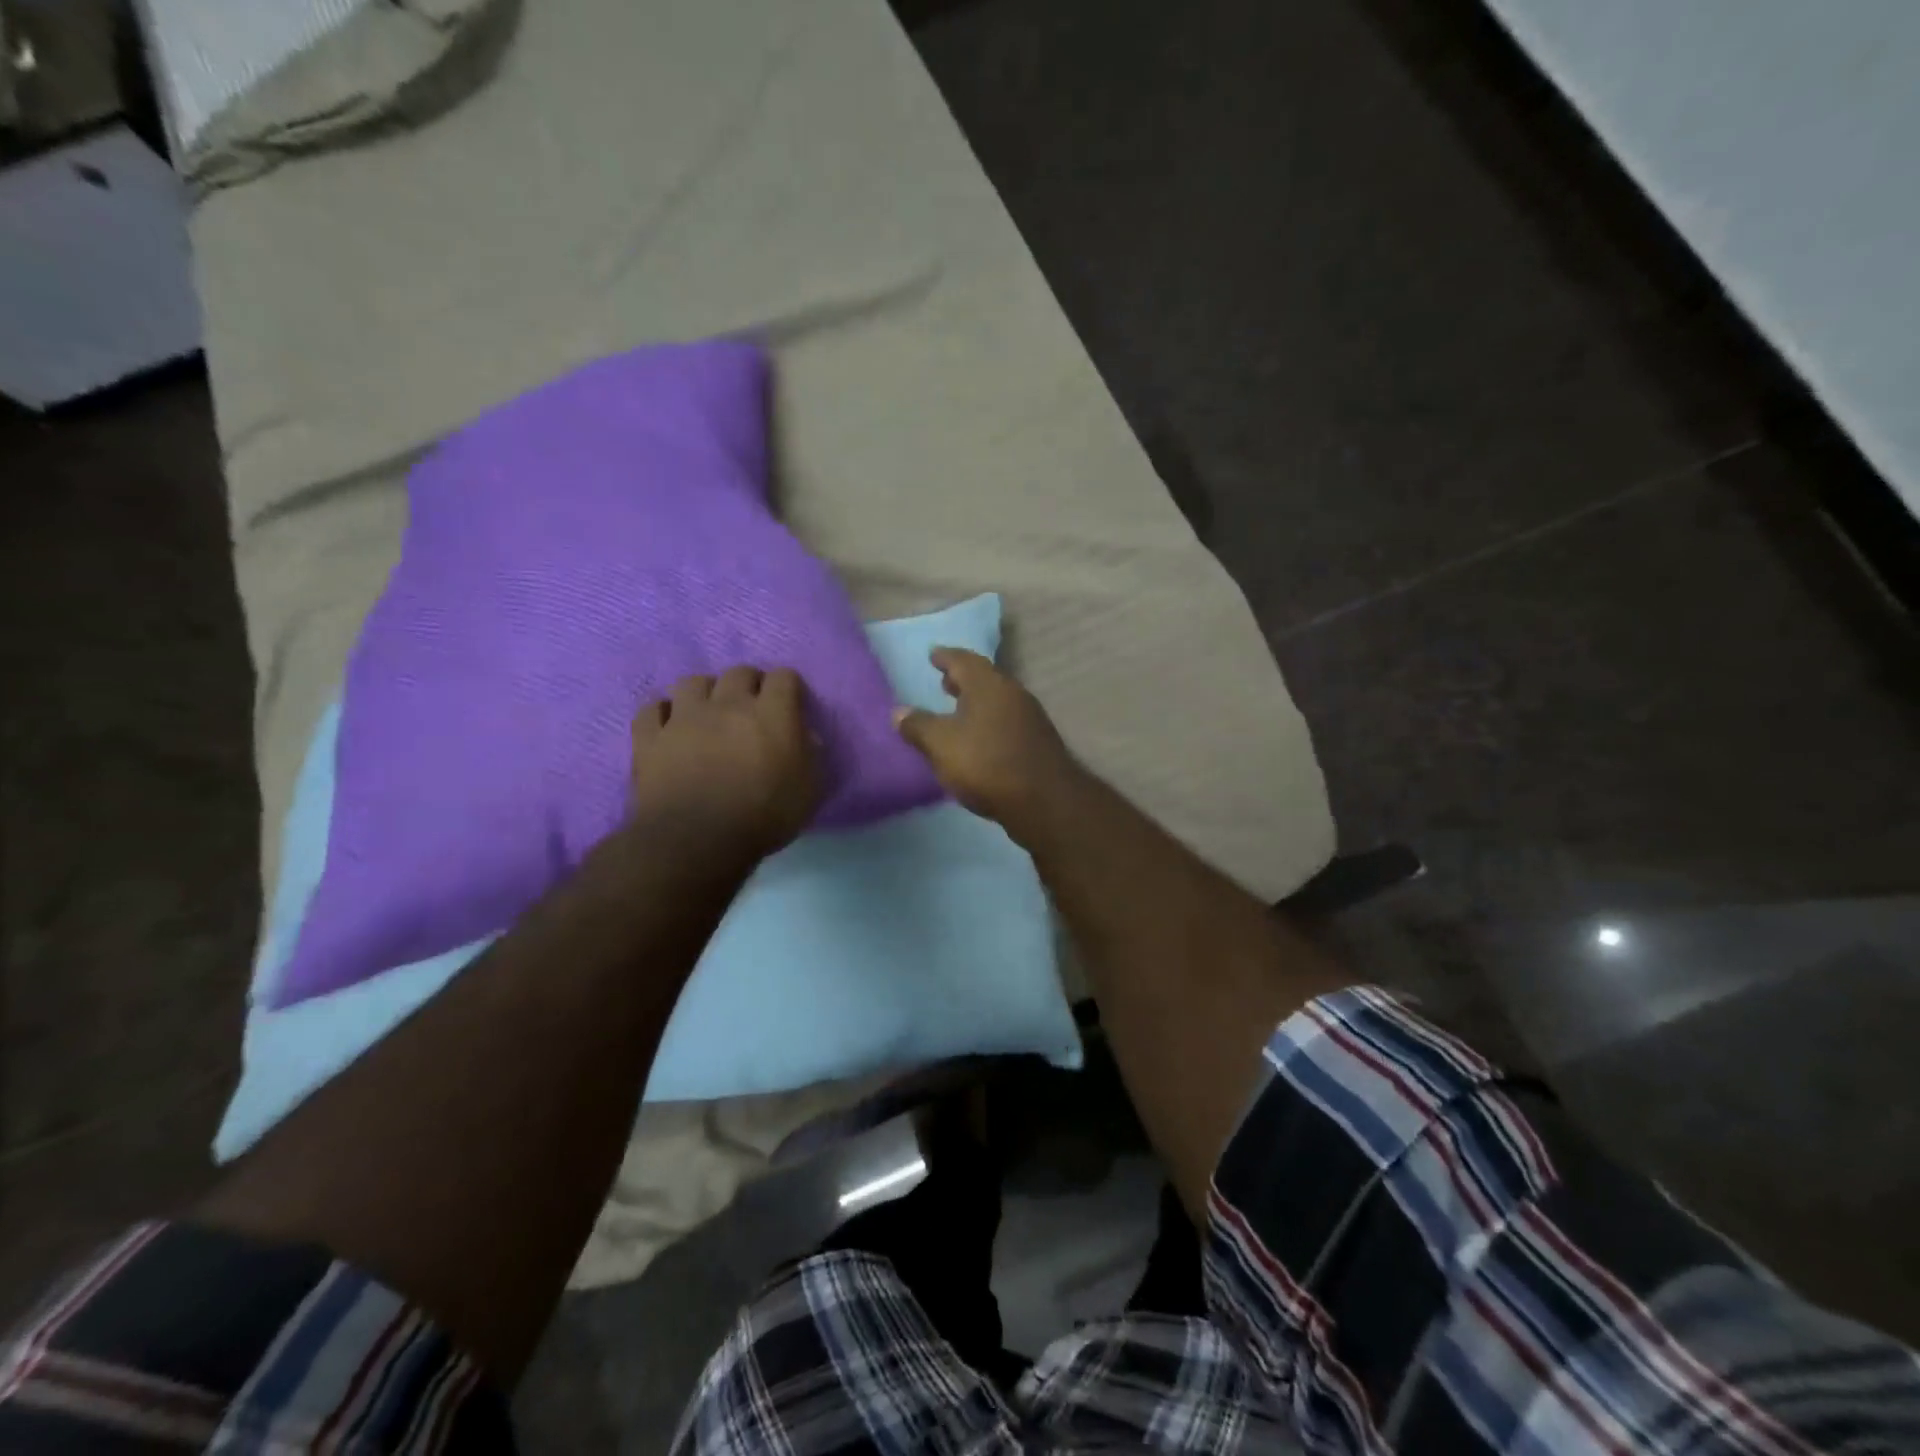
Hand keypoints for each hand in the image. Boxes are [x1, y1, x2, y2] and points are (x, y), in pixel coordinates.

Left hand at [631, 667, 821, 859]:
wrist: (697, 840)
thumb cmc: (763, 817)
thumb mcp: (809, 790)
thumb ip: (810, 755)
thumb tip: (803, 735)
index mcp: (771, 714)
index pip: (783, 677)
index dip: (788, 688)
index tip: (790, 705)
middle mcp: (728, 704)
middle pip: (739, 672)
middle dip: (749, 684)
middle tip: (752, 708)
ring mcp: (684, 717)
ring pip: (693, 682)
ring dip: (705, 693)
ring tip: (708, 713)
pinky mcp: (650, 737)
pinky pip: (652, 709)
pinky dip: (663, 714)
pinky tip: (670, 727)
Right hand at [893, 648, 1082, 842]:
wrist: (1045, 802)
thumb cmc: (987, 764)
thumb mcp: (941, 745)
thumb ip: (918, 726)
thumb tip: (898, 711)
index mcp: (988, 685)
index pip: (963, 660)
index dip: (946, 657)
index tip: (933, 655)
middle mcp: (1013, 693)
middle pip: (984, 679)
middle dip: (963, 680)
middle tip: (944, 682)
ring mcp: (1030, 718)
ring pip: (998, 701)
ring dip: (977, 702)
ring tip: (957, 712)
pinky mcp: (1038, 742)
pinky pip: (1007, 722)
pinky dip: (989, 722)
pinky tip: (979, 740)